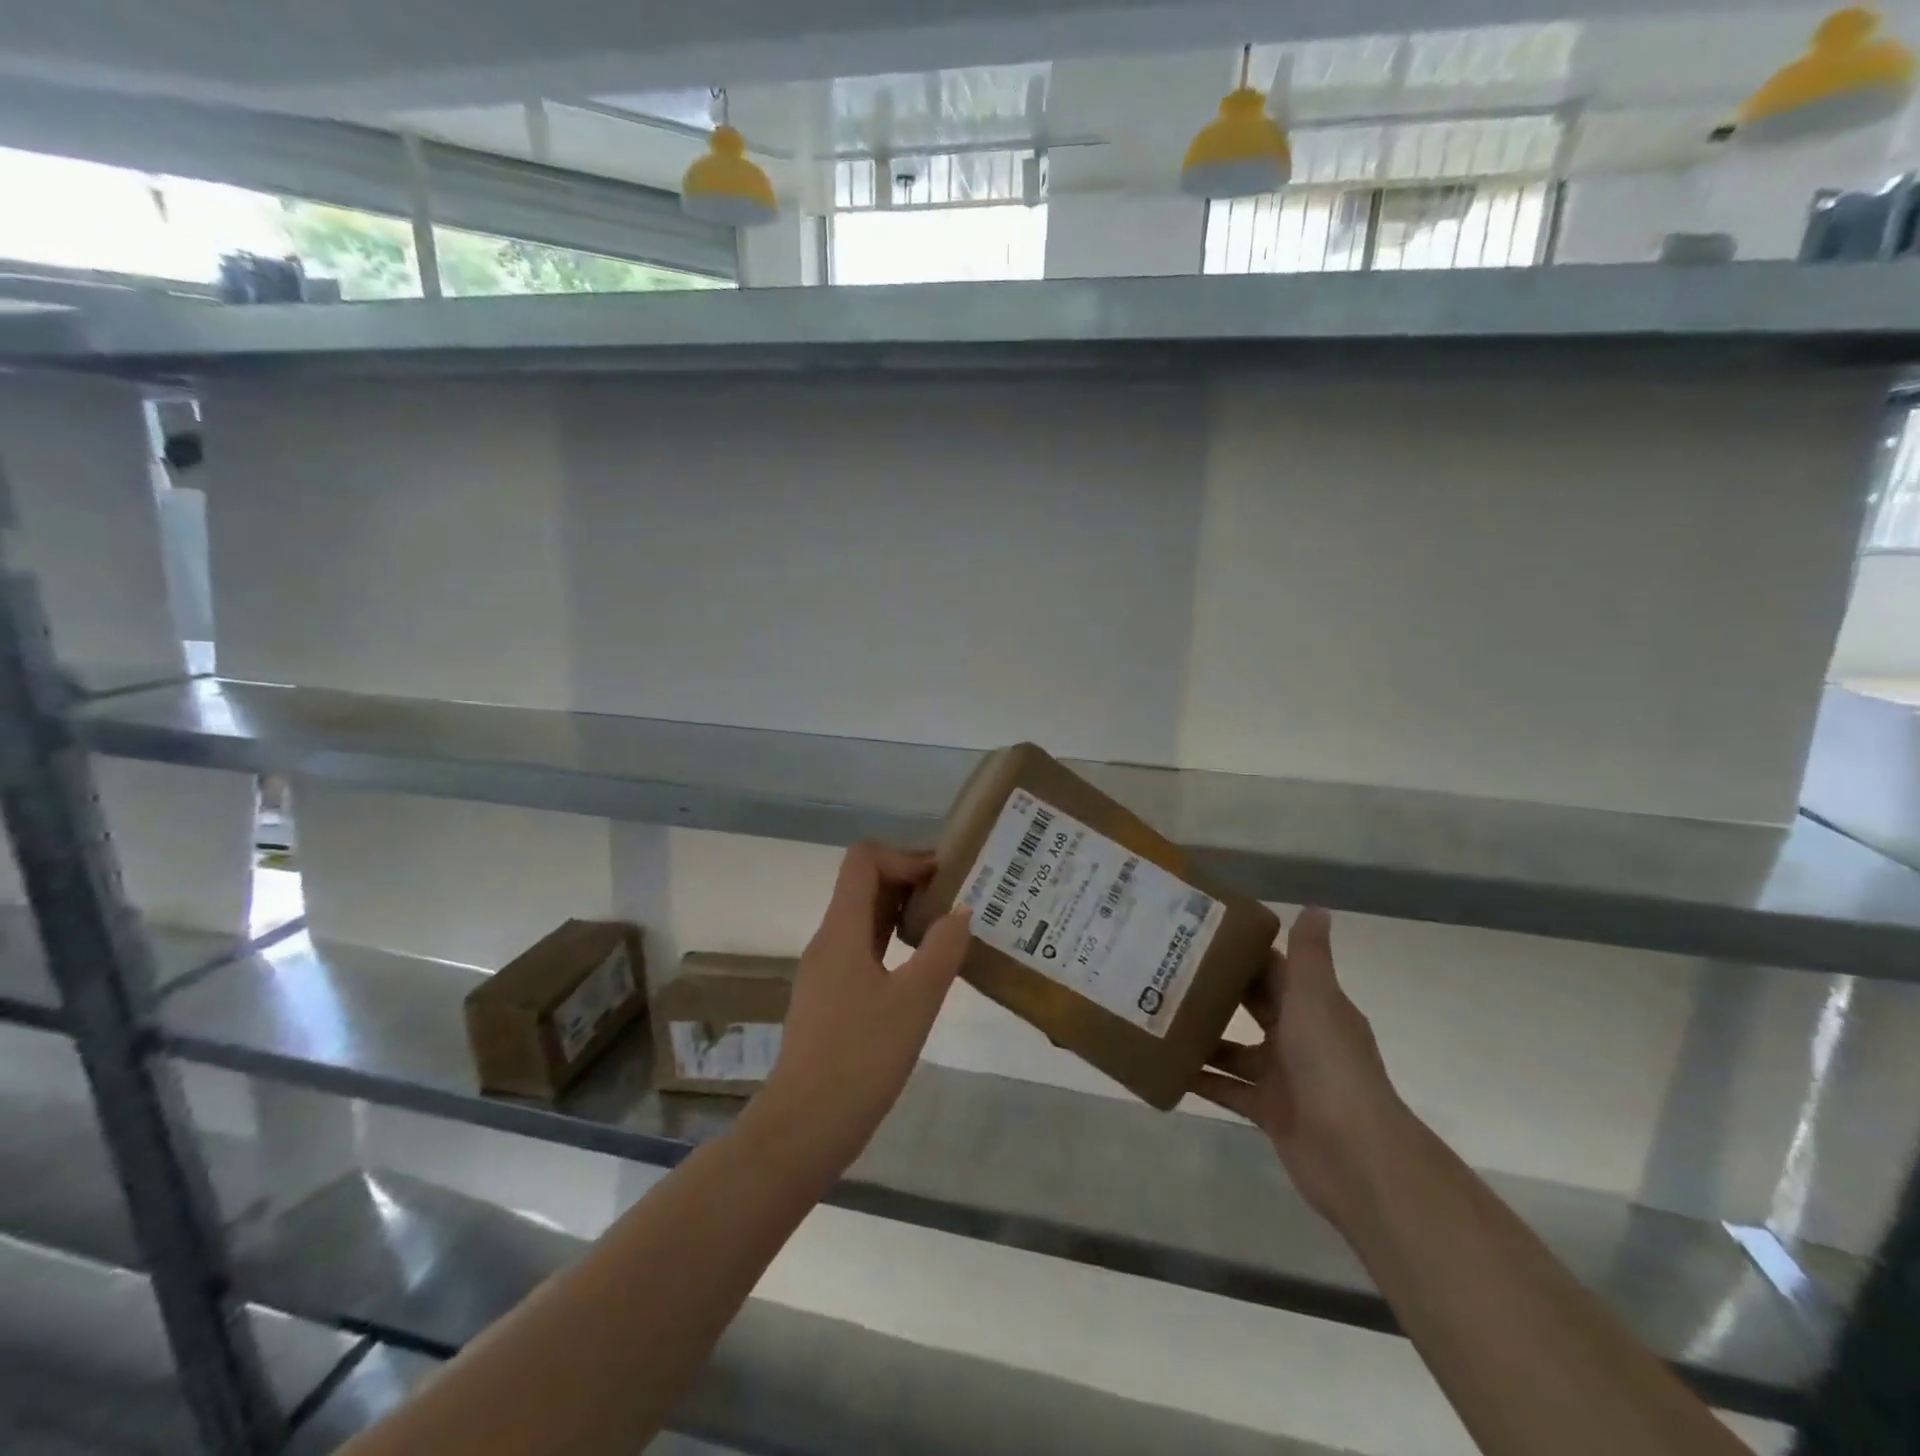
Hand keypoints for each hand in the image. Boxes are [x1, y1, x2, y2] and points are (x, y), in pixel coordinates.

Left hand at [754, 842, 970, 1174]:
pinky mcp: (830, 997)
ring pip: (864, 918)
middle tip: (956, 898)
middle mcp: (829, 940)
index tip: (945, 878)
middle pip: (864, 884)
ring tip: (947, 928)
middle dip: (910, 880)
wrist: (804, 1126)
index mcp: (842, 930)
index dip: (905, 856)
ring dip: (903, 911)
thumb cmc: (861, 1058)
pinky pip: (862, 948)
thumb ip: (942, 950)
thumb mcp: (915, 1001)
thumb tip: (961, 911)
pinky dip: (893, 942)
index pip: (864, 859)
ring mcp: (826, 970)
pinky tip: (923, 968)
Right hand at [1195, 908, 1410, 1226]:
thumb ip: (1309, 955)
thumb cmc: (1330, 1064)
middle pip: (1253, 1006)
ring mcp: (1284, 1077)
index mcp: (1314, 1006)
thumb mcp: (1315, 998)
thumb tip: (1315, 906)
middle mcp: (1299, 1037)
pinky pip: (1227, 1089)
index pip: (1275, 969)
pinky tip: (1166, 1065)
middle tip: (1166, 968)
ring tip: (1158, 1013)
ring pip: (1235, 1048)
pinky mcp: (1268, 1111)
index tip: (1199, 932)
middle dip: (1217, 989)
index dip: (1243, 950)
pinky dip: (1201, 1079)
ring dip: (1204, 1034)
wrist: (1354, 1154)